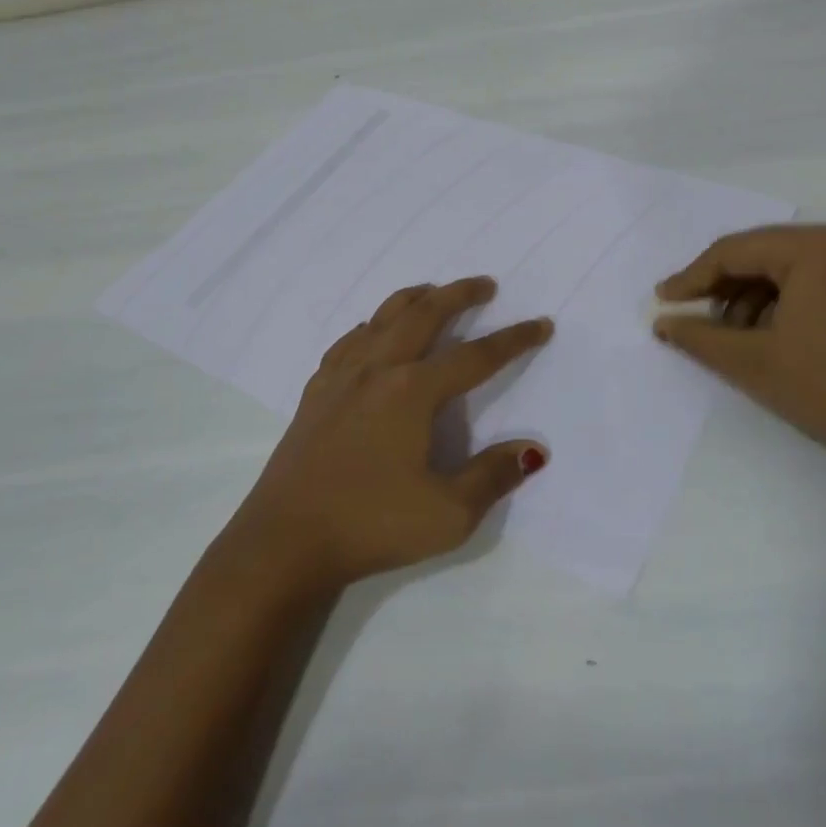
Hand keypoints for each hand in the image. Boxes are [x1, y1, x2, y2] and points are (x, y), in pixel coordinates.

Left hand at [229, 277, 552, 588]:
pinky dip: (370, 326)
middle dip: (459, 295)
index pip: (475, 357)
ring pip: (381, 318)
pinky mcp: (315, 392)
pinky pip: (348, 341)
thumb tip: (532, 449)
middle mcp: (378, 369)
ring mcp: (341, 376)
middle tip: (485, 285)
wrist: (284, 541)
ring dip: (413, 299)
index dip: (513, 340)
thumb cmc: (371, 525)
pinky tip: (371, 333)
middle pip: (424, 315)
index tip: (541, 324)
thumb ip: (493, 475)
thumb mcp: (448, 514)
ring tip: (432, 291)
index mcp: (413, 391)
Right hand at [654, 225, 825, 471]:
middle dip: (722, 288)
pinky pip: (814, 278)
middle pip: (762, 254)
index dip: (692, 278)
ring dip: (751, 297)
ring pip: (787, 266)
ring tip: (727, 336)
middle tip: (688, 316)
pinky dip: (783, 301)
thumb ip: (698, 336)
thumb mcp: (753, 362)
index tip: (662, 302)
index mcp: (819, 247)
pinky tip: (764, 334)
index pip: (736, 251)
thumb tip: (661, 321)